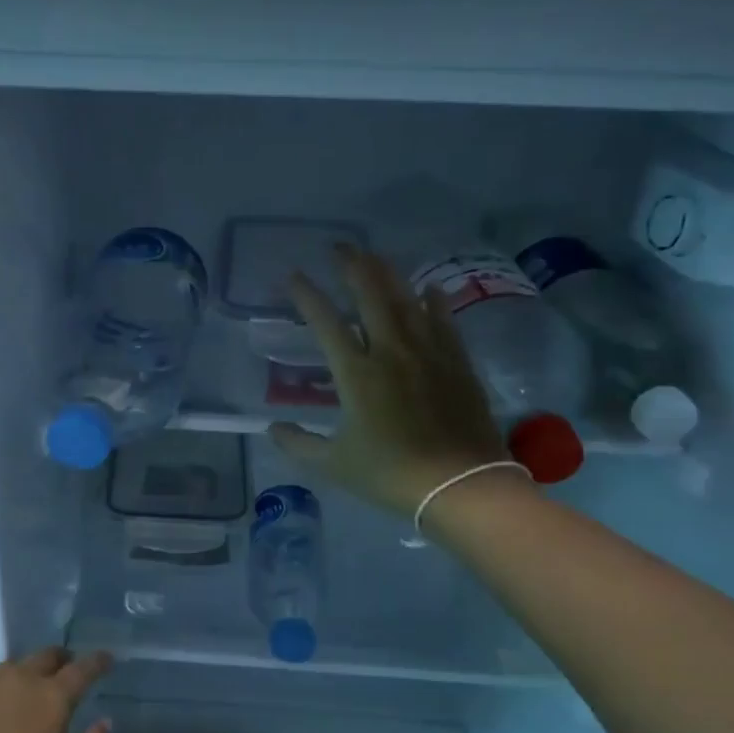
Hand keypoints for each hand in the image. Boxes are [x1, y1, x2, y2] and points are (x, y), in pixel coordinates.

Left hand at [0, 647, 112, 732]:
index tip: (107, 658)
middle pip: (45, 656)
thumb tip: (104, 723)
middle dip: (62, 658)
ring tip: (31, 688)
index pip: (81, 669)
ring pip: (12, 667)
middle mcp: (18, 681)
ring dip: (27, 672)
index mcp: (50, 697)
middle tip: (69, 668)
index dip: (97, 662)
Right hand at [270, 245, 508, 515]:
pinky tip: (429, 288)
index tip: (291, 275)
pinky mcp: (457, 363)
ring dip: (388, 274)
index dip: (306, 296)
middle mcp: (392, 352)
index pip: (326, 323)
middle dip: (352, 266)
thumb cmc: (391, 475)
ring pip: (407, 300)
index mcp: (357, 374)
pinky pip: (444, 321)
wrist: (461, 485)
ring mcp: (428, 354)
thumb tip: (272, 428)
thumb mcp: (334, 464)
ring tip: (374, 256)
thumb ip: (298, 444)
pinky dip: (433, 301)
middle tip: (339, 247)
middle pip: (370, 296)